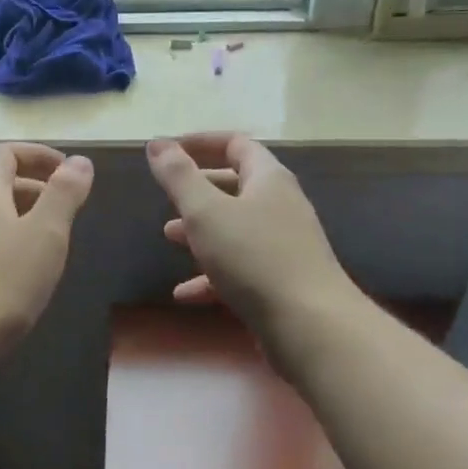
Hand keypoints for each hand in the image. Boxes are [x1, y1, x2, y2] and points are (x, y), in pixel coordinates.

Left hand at [0, 142, 93, 373]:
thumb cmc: (1, 283)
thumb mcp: (46, 235)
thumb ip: (64, 195)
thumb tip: (80, 160)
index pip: (5, 152)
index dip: (38, 154)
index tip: (68, 171)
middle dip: (32, 187)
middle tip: (63, 209)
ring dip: (18, 217)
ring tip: (47, 243)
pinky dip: (4, 244)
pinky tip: (19, 275)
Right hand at [147, 133, 355, 338]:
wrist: (310, 326)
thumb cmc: (254, 257)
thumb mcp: (206, 212)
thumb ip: (179, 176)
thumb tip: (157, 143)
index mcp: (268, 179)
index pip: (236, 144)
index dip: (200, 142)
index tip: (167, 151)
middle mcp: (281, 206)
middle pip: (237, 185)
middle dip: (198, 188)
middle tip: (167, 194)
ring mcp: (283, 246)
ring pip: (236, 229)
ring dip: (201, 230)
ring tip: (170, 236)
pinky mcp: (280, 282)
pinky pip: (240, 269)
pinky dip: (211, 275)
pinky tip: (185, 294)